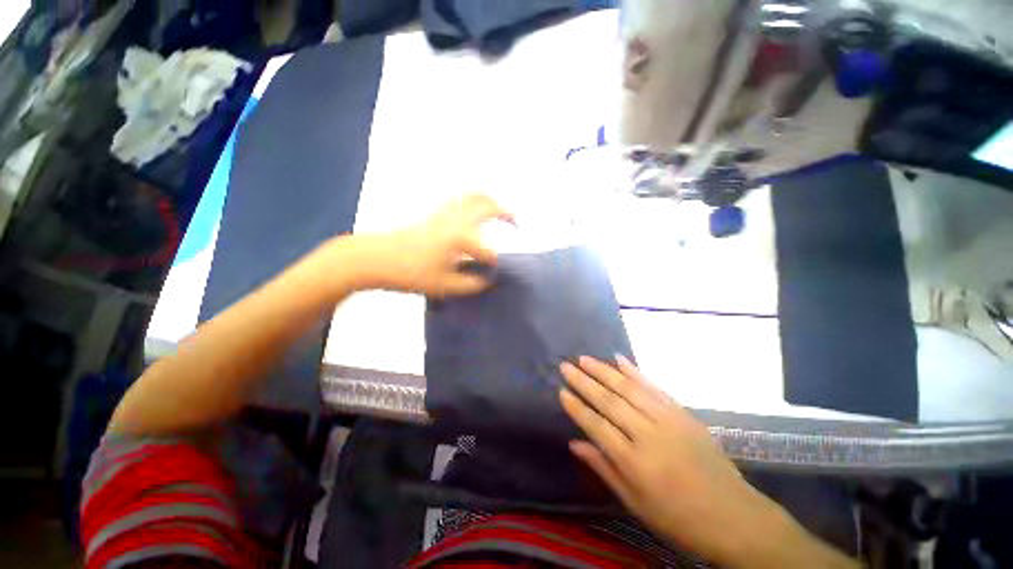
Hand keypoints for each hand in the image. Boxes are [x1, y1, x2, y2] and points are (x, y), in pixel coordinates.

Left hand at [354, 194, 513, 296]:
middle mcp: (457, 220)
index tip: (494, 275)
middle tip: (516, 225)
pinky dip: (473, 200)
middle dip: (507, 215)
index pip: (488, 251)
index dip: (494, 264)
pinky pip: (459, 198)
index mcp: (460, 238)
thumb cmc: (410, 274)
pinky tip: (474, 210)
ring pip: (474, 195)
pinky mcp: (435, 212)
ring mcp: (445, 213)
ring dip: (491, 201)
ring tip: (500, 212)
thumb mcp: (444, 286)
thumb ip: (471, 284)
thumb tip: (487, 280)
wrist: (376, 259)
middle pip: (489, 207)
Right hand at [559, 357, 855, 568]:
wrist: (734, 515)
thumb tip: (574, 443)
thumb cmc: (678, 518)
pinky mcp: (682, 412)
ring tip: (584, 358)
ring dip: (604, 370)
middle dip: (584, 381)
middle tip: (566, 366)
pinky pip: (653, 386)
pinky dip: (634, 371)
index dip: (577, 408)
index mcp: (635, 463)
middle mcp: (649, 435)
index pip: (597, 426)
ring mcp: (668, 420)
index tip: (561, 391)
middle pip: (610, 401)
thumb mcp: (636, 503)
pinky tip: (619, 359)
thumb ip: (604, 468)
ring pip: (628, 388)